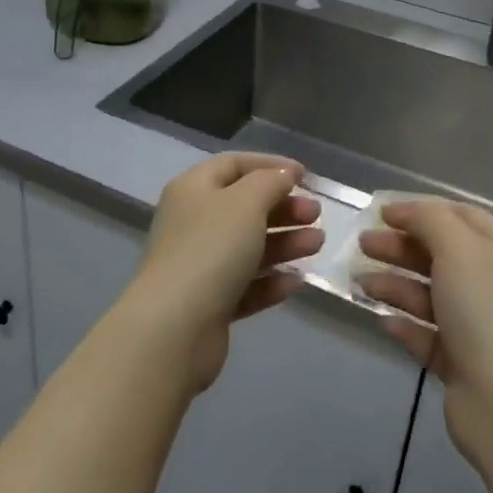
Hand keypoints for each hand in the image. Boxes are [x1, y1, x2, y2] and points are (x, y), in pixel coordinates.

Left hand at [124, 153, 323, 391]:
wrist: (175, 328)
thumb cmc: (211, 250)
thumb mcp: (245, 203)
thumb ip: (269, 182)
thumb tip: (283, 174)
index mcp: (193, 189)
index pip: (234, 165)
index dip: (270, 165)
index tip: (305, 176)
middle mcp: (193, 222)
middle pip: (244, 207)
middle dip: (283, 208)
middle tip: (316, 215)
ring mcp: (199, 265)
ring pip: (248, 246)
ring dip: (284, 243)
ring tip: (317, 245)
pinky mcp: (208, 303)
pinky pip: (245, 285)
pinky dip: (270, 281)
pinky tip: (295, 283)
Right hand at [358, 201, 492, 470]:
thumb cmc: (486, 310)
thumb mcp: (459, 247)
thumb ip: (429, 220)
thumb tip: (403, 211)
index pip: (461, 217)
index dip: (420, 211)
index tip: (381, 213)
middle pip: (441, 255)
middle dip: (400, 247)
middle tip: (362, 244)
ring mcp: (480, 327)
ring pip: (430, 296)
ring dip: (395, 284)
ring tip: (359, 282)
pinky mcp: (463, 364)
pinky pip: (428, 336)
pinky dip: (405, 325)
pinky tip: (382, 320)